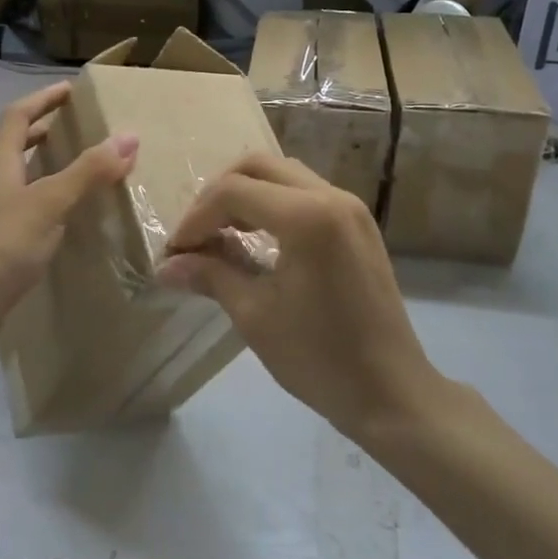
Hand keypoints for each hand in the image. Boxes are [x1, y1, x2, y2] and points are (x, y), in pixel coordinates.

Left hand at [0, 82, 137, 357]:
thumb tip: (128, 137)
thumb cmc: (1, 247)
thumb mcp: (49, 204)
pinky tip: (41, 221)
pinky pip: (4, 208)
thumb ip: (87, 172)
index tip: (69, 91)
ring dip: (23, 166)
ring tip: (53, 172)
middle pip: (1, 144)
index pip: (16, 116)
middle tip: (61, 131)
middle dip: (31, 132)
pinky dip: (24, 201)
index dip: (42, 99)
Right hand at [158, 153, 444, 438]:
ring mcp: (350, 207)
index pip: (233, 192)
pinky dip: (273, 203)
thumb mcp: (254, 315)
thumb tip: (166, 265)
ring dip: (246, 194)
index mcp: (307, 217)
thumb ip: (210, 275)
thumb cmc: (319, 358)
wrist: (391, 392)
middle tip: (197, 235)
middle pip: (258, 166)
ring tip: (221, 235)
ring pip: (283, 174)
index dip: (196, 218)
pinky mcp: (358, 223)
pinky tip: (257, 239)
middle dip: (218, 194)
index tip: (176, 252)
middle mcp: (332, 197)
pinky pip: (305, 192)